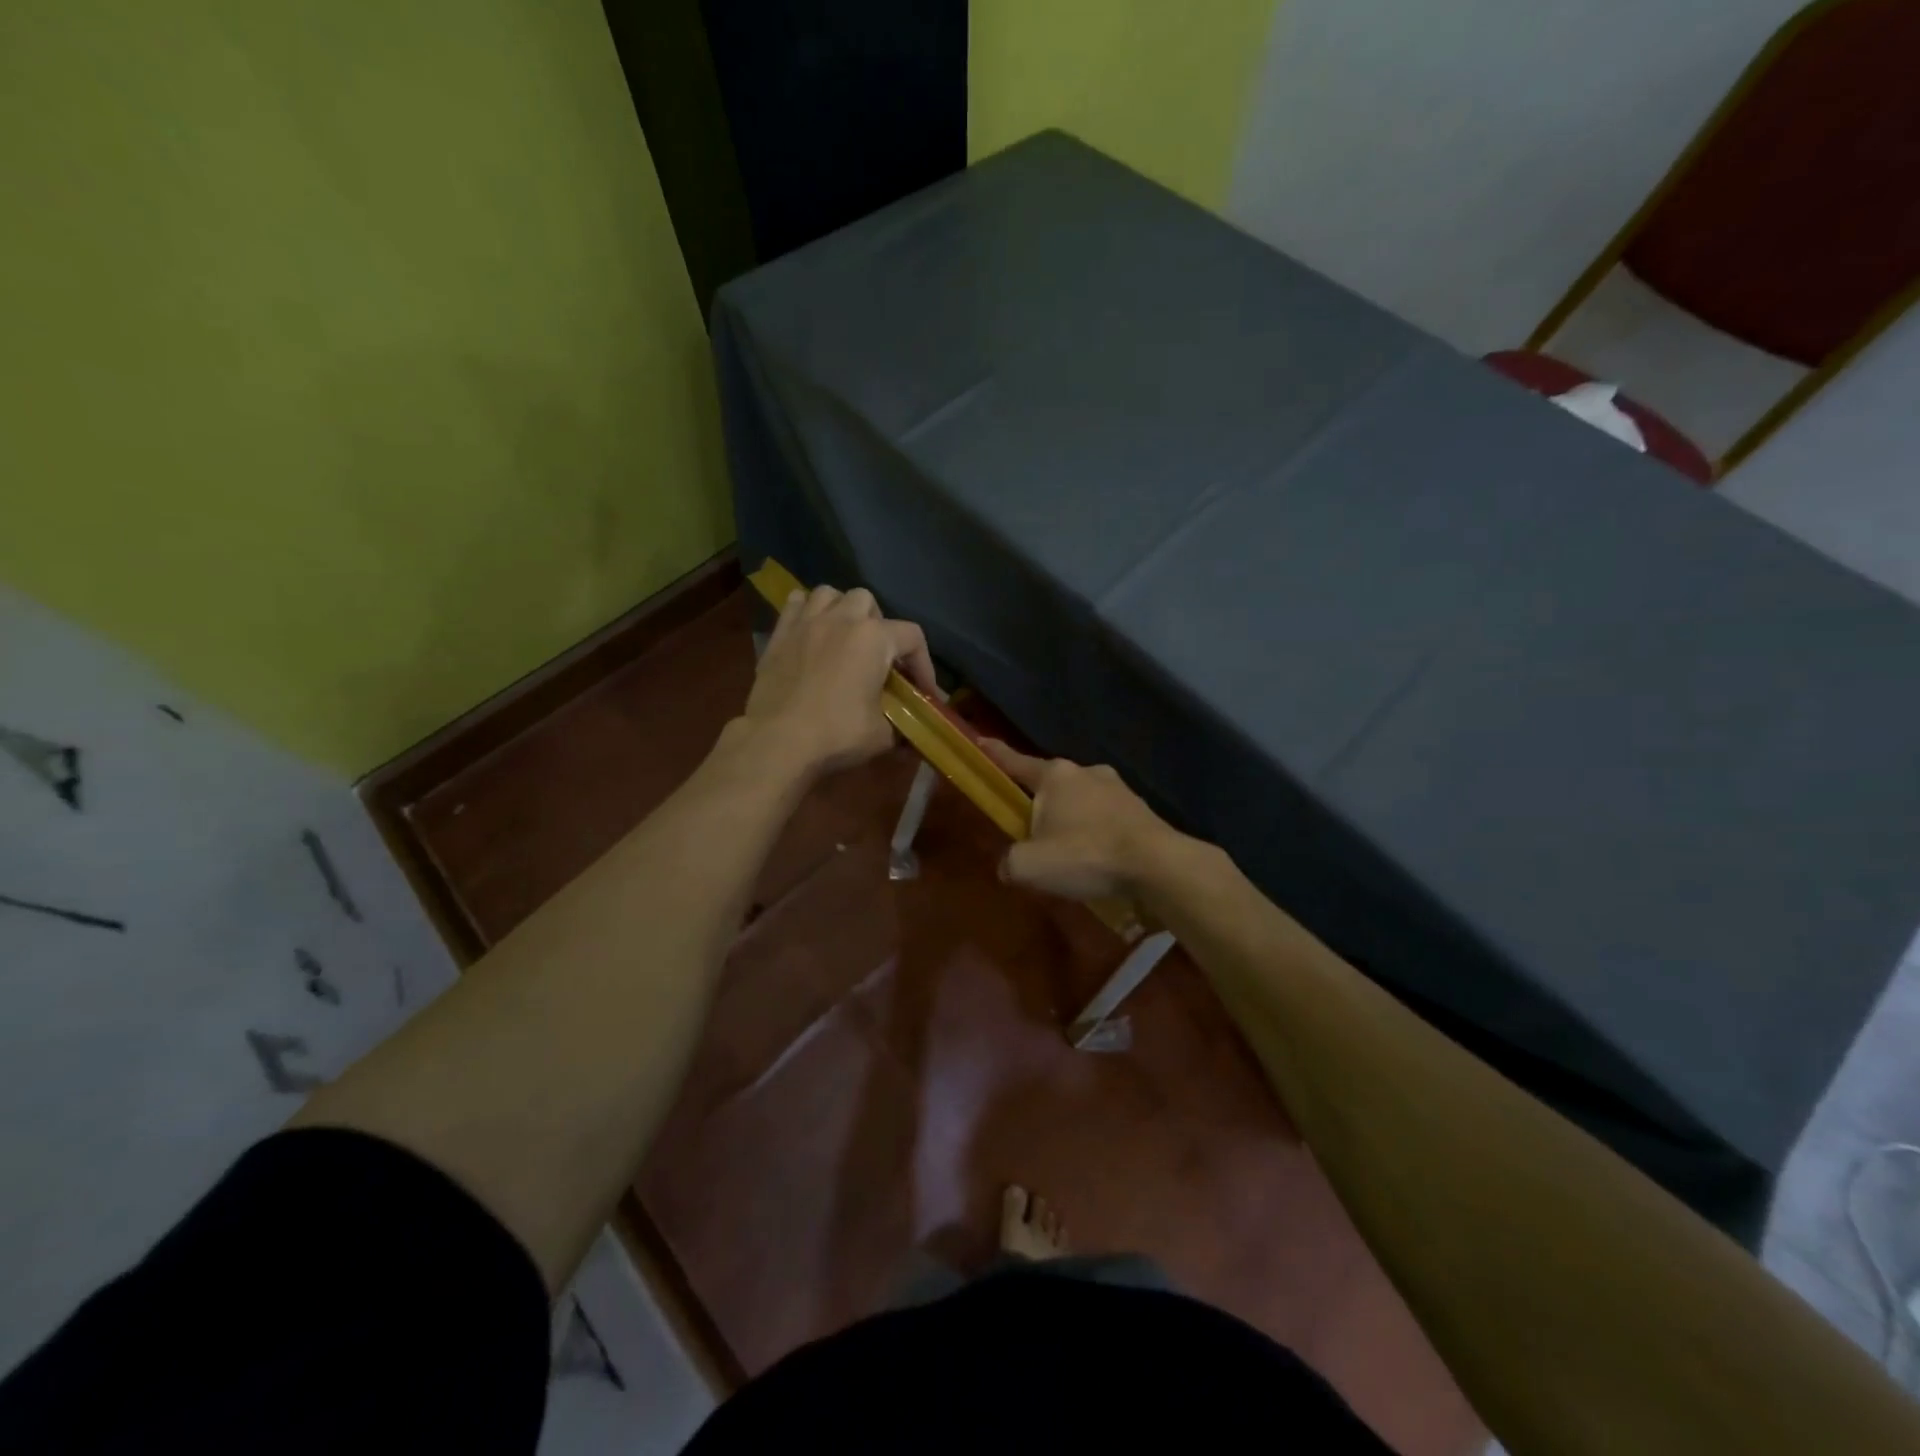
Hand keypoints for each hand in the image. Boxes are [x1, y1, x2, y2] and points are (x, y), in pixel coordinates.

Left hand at [740, 584, 936, 780]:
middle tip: (877, 656)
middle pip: (868, 601)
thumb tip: (909, 734)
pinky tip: (810, 633)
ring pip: (829, 594)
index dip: (923, 663)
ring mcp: (807, 622)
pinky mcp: (779, 634)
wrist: (778, 741)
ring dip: (841, 610)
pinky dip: (807, 612)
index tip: (922, 690)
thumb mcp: (883, 735)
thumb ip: (901, 725)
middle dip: (878, 624)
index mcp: (874, 639)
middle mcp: (842, 619)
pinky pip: (796, 604)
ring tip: (843, 636)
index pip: (912, 637)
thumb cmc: (837, 734)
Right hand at [979, 740, 1184, 900]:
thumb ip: (1010, 863)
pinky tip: (1097, 858)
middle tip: (1031, 833)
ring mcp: (1117, 788)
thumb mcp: (1031, 866)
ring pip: (1081, 801)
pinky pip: (1106, 818)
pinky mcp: (1139, 810)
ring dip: (1071, 820)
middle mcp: (1086, 772)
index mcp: (1055, 776)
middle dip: (1039, 804)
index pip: (1016, 762)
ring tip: (1069, 852)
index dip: (996, 754)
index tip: (982, 740)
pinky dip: (1096, 833)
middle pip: (1051, 785)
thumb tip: (1008, 865)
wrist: (1156, 865)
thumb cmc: (1086, 855)